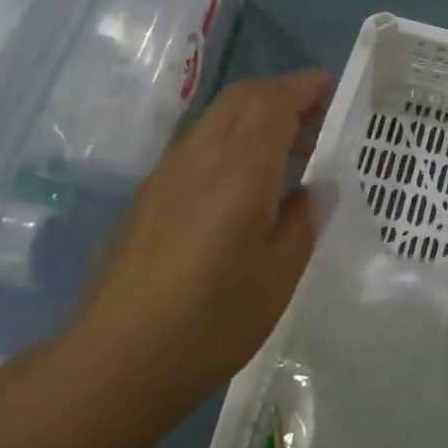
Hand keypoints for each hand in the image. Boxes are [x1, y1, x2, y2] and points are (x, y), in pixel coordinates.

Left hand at [56, 70, 329, 429]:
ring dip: (253, 119)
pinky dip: (229, 143)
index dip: (302, 88)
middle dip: (279, 95)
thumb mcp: (278, 276)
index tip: (329, 88)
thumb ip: (302, 222)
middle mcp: (199, 158)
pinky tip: (242, 187)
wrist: (119, 359)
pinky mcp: (148, 199)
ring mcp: (166, 175)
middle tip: (315, 120)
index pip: (272, 103)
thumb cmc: (213, 320)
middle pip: (240, 99)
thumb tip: (318, 189)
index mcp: (239, 169)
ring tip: (287, 155)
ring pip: (214, 121)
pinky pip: (196, 148)